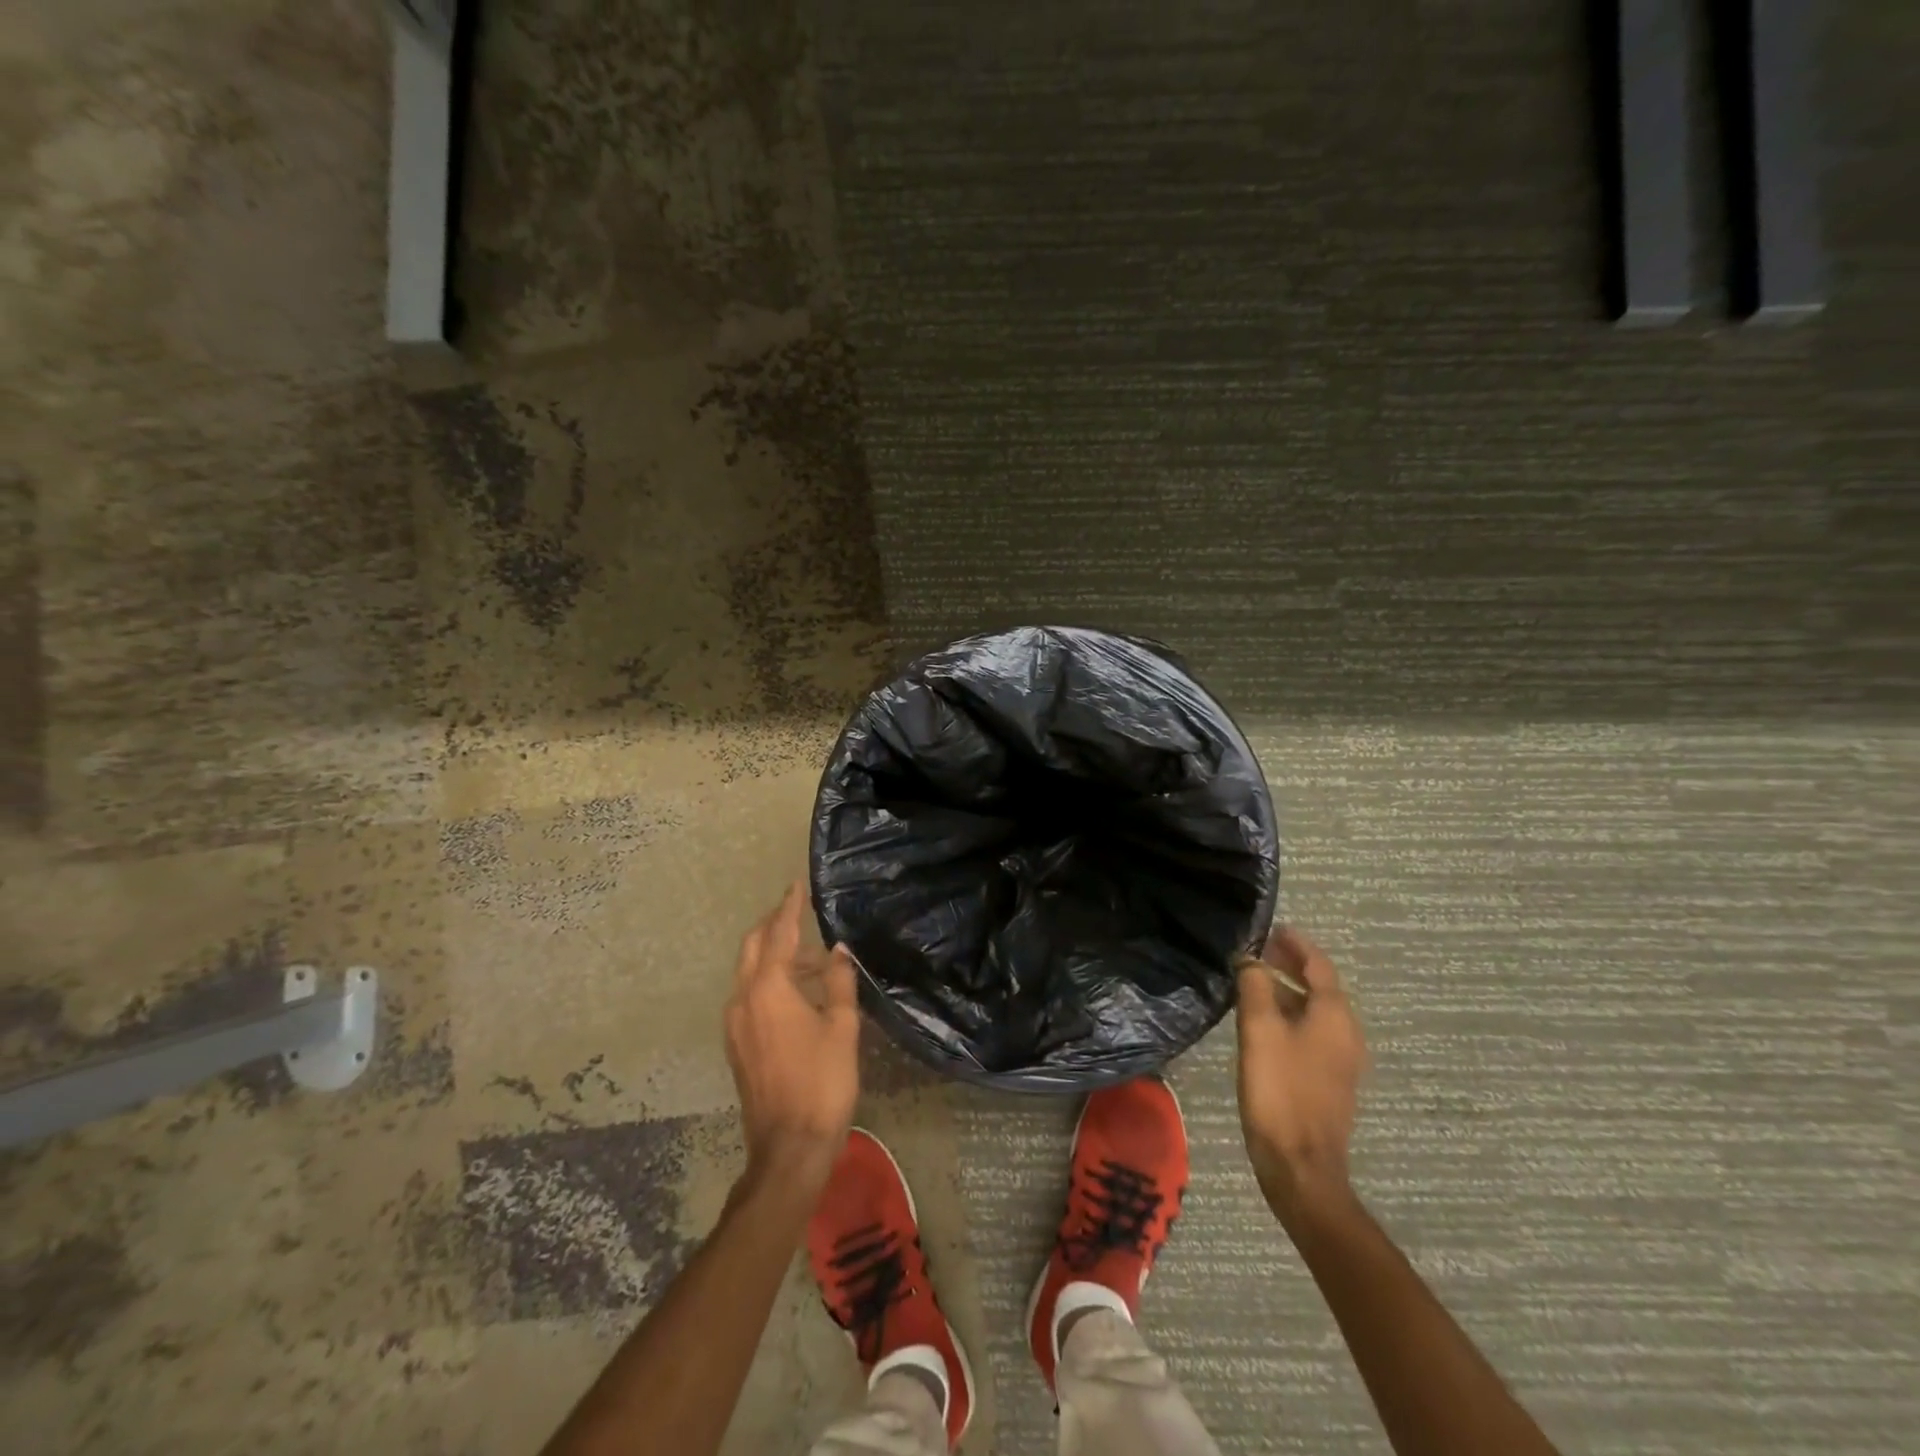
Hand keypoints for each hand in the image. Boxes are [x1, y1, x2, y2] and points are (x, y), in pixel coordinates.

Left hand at [724, 882, 860, 1191]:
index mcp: (769, 989)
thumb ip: (838, 981)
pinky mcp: (736, 1043)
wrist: (789, 1148)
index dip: (790, 906)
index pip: (780, 933)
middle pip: (754, 946)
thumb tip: (838, 949)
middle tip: (800, 912)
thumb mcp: (842, 1028)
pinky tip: (796, 992)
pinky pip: (749, 994)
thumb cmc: (823, 1083)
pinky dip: (769, 980)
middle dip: (775, 924)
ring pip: (749, 971)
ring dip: (776, 955)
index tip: (797, 885)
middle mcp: (743, 998)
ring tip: (813, 960)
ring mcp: (734, 1022)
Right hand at [1235, 926, 1367, 1218]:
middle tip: (1257, 952)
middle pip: (1320, 986)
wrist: (1300, 1166)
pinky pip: (1312, 1032)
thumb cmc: (1280, 1090)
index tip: (1271, 928)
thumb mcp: (1259, 1029)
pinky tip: (1262, 1021)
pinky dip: (1290, 1015)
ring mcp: (1341, 1059)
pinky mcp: (1329, 1080)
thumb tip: (1252, 959)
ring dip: (1288, 990)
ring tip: (1254, 981)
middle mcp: (1346, 1033)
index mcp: (1335, 1016)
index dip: (1296, 943)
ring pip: (1315, 1011)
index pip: (1319, 964)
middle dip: (1290, 964)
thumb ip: (1256, 986)